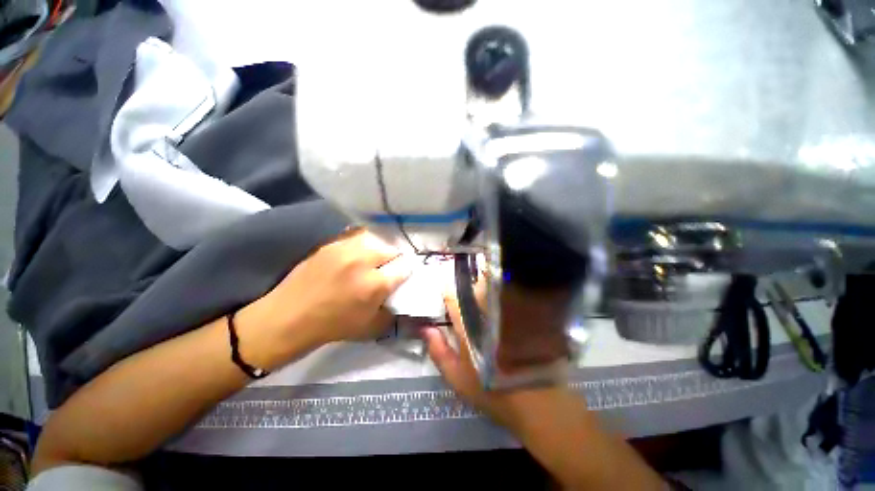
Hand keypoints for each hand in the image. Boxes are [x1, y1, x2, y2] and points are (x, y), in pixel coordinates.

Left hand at [243, 230, 410, 352]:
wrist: (288, 318)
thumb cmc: (332, 327)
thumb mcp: (371, 327)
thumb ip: (393, 310)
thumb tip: (403, 297)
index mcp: (375, 284)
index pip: (405, 266)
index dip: (406, 271)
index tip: (402, 276)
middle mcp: (363, 260)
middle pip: (392, 248)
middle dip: (393, 259)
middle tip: (386, 270)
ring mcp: (344, 248)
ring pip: (375, 239)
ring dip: (378, 249)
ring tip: (371, 260)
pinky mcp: (330, 244)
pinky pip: (355, 237)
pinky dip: (361, 244)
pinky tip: (355, 255)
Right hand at [421, 294, 574, 432]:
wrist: (536, 399)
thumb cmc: (490, 389)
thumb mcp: (456, 376)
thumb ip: (438, 350)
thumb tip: (426, 328)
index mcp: (467, 320)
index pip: (451, 295)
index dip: (446, 294)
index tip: (446, 301)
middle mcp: (486, 308)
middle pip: (472, 287)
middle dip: (467, 291)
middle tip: (467, 304)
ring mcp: (505, 308)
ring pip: (490, 288)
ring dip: (484, 291)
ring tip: (485, 306)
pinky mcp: (523, 312)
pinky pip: (508, 295)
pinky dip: (501, 297)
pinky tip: (502, 310)